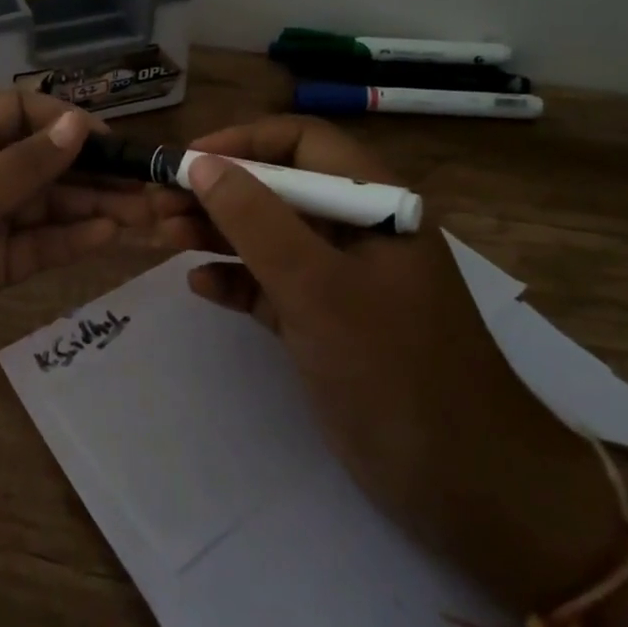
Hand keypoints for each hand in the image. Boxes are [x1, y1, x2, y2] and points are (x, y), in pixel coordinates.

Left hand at [0, 90, 179, 386]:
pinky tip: (108, 236)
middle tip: (149, 188)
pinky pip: (35, 246)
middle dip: (93, 173)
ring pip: (46, 208)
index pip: (24, 113)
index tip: (110, 143)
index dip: (67, 124)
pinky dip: (68, 241)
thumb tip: (80, 124)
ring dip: (92, 209)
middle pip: (44, 164)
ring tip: (145, 214)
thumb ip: (27, 164)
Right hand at [155, 116, 615, 609]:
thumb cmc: (393, 368)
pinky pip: (272, 287)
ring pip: (270, 238)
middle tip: (160, 204)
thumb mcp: (317, 287)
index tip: (189, 161)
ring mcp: (342, 281)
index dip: (244, 142)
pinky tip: (200, 286)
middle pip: (278, 189)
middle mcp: (358, 232)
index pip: (303, 142)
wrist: (467, 484)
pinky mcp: (327, 324)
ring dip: (218, 233)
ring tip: (164, 236)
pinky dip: (237, 281)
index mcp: (374, 204)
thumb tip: (203, 165)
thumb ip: (256, 221)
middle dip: (218, 191)